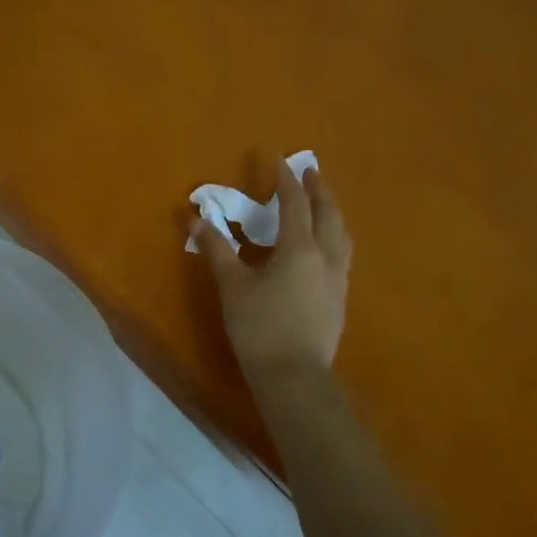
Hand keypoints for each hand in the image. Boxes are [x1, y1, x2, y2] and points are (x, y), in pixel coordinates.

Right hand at [191, 159, 351, 382]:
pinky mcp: (339, 299)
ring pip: (341, 235)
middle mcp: (325, 257)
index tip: (280, 160)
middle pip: (328, 214)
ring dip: (332, 213)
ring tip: (323, 205)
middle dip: (319, 190)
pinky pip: (342, 255)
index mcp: (299, 248)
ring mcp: (337, 279)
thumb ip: (216, 249)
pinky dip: (334, 237)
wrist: (294, 376)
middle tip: (311, 173)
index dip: (286, 180)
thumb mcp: (232, 286)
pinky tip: (324, 248)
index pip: (295, 204)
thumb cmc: (259, 326)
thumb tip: (194, 219)